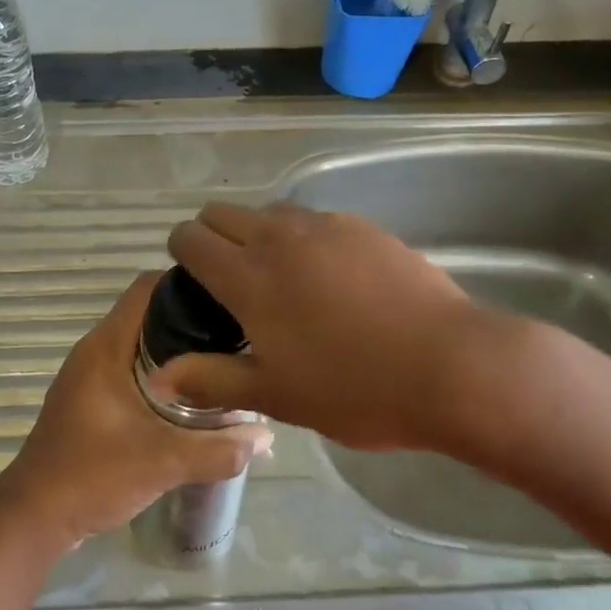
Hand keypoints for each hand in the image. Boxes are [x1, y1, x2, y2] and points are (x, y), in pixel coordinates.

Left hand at [0, 272, 272, 549]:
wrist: (35, 517)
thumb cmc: (92, 475)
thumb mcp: (162, 462)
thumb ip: (218, 450)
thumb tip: (266, 435)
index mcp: (106, 346)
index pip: (147, 288)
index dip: (187, 283)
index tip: (228, 296)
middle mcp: (96, 350)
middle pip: (149, 312)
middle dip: (191, 317)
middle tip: (236, 331)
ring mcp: (91, 375)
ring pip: (141, 342)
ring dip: (178, 347)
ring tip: (223, 358)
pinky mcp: (92, 399)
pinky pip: (133, 367)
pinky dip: (162, 371)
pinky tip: (192, 395)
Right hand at [160, 202, 545, 456]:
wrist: (451, 365)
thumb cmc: (355, 388)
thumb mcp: (276, 396)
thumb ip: (211, 380)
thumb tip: (159, 377)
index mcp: (249, 277)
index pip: (192, 238)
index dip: (182, 251)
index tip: (191, 279)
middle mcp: (280, 238)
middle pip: (224, 213)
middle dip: (213, 235)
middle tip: (229, 281)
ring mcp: (326, 226)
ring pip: (271, 213)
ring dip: (259, 235)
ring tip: (281, 278)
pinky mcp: (363, 227)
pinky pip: (315, 220)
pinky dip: (303, 238)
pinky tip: (330, 277)